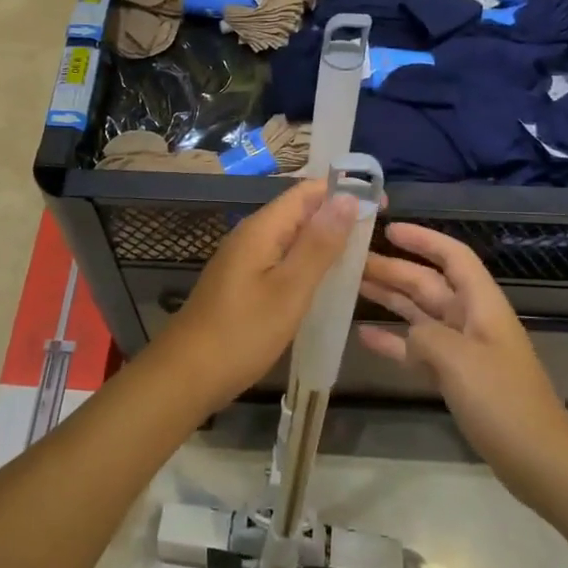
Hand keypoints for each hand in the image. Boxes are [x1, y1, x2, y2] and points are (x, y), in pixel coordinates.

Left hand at [161, 181, 359, 409]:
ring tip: (360, 255)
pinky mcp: (242, 282)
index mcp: (261, 229)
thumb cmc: (242, 333)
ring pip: (291, 236)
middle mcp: (250, 235)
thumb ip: (319, 245)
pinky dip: (306, 262)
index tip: (381, 205)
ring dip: (323, 239)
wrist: (186, 375)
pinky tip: (324, 281)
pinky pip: (280, 258)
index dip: (344, 191)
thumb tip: (346, 198)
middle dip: (337, 215)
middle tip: (377, 233)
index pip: (307, 192)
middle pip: (299, 211)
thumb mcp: (289, 289)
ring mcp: (243, 259)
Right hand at [358, 224, 567, 496]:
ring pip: (419, 313)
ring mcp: (462, 349)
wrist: (538, 459)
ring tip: (351, 285)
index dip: (423, 240)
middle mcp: (470, 319)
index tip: (388, 229)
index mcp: (481, 304)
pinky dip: (393, 340)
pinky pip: (417, 349)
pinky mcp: (455, 377)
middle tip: (351, 259)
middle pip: (428, 283)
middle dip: (394, 269)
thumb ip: (424, 336)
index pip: (452, 257)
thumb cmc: (502, 400)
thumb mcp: (458, 360)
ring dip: (389, 298)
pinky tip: (364, 335)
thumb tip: (405, 335)